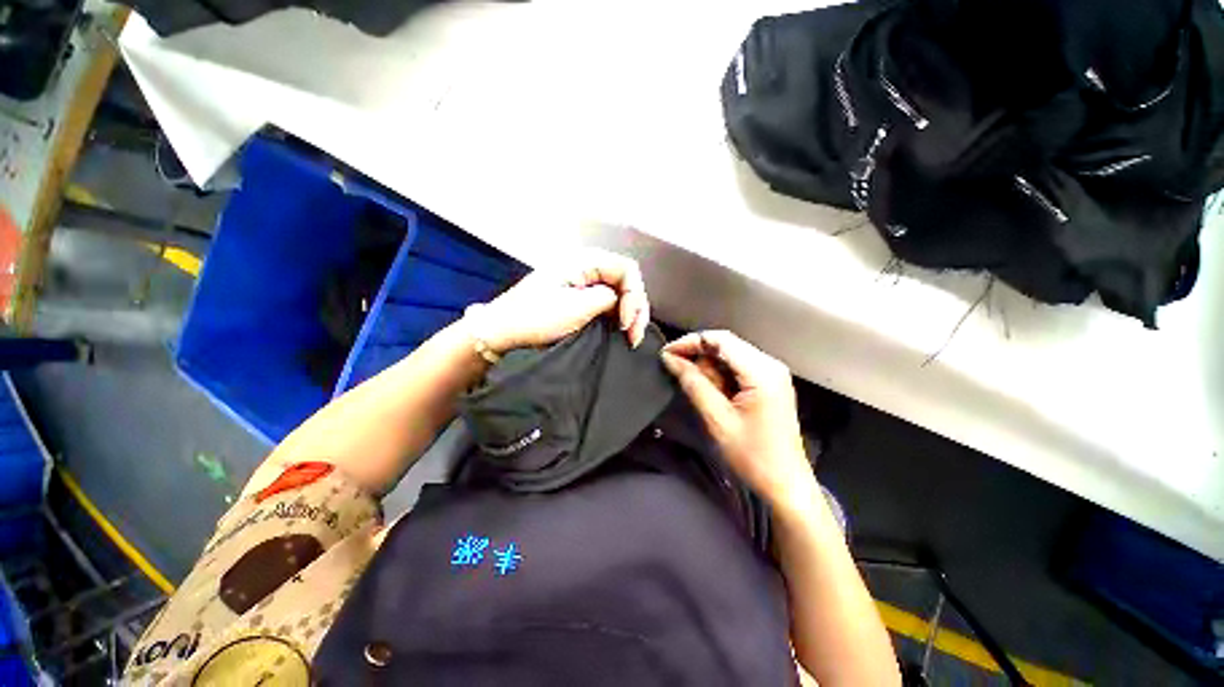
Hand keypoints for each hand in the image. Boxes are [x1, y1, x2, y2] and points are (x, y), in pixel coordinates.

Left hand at [468, 249, 650, 352]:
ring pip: (618, 293)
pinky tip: (619, 331)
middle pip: (625, 281)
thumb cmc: (535, 317)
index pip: (627, 269)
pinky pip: (607, 303)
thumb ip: (606, 298)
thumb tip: (619, 300)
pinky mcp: (578, 297)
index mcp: (584, 261)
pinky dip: (616, 317)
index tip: (625, 323)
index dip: (634, 296)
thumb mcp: (575, 307)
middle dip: (635, 307)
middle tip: (633, 336)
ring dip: (629, 314)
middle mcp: (586, 267)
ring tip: (629, 338)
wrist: (502, 330)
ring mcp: (582, 282)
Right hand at [660, 331, 815, 511]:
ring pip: (730, 356)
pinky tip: (715, 395)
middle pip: (725, 345)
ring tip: (703, 395)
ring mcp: (772, 373)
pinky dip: (721, 377)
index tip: (666, 354)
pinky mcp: (770, 383)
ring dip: (710, 370)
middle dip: (700, 359)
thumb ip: (693, 383)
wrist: (785, 484)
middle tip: (684, 381)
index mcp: (762, 371)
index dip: (690, 342)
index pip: (720, 339)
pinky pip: (738, 368)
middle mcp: (770, 365)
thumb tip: (670, 359)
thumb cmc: (752, 456)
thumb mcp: (717, 419)